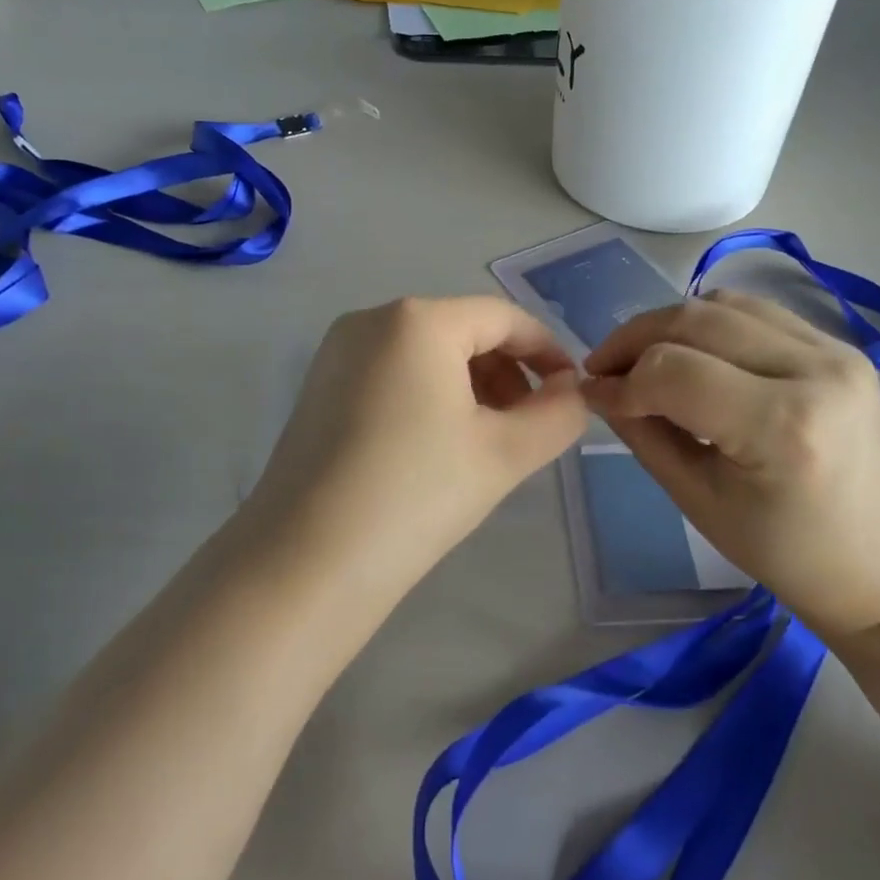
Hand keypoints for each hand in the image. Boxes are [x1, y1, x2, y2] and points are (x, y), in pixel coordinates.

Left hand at [246, 297, 588, 593]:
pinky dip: (428, 395)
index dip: (547, 351)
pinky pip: (392, 372)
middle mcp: (373, 319)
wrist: (306, 561)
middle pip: (463, 331)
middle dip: (508, 372)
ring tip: (488, 440)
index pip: (504, 318)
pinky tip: (437, 444)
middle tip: (529, 425)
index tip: (572, 393)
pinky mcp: (319, 385)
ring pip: (426, 352)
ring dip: (470, 386)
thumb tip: (573, 392)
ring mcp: (338, 351)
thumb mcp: (505, 454)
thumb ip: (558, 414)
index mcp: (418, 320)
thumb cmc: (416, 494)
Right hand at [583, 290, 879, 640]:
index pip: (673, 373)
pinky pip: (755, 312)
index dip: (621, 381)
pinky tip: (689, 351)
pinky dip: (708, 322)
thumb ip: (643, 434)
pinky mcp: (840, 346)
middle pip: (695, 321)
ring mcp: (835, 350)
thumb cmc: (785, 553)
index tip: (593, 396)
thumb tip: (599, 389)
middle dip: (633, 339)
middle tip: (603, 368)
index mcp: (783, 427)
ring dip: (668, 324)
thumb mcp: (698, 500)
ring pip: (722, 304)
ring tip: (640, 357)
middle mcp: (815, 371)